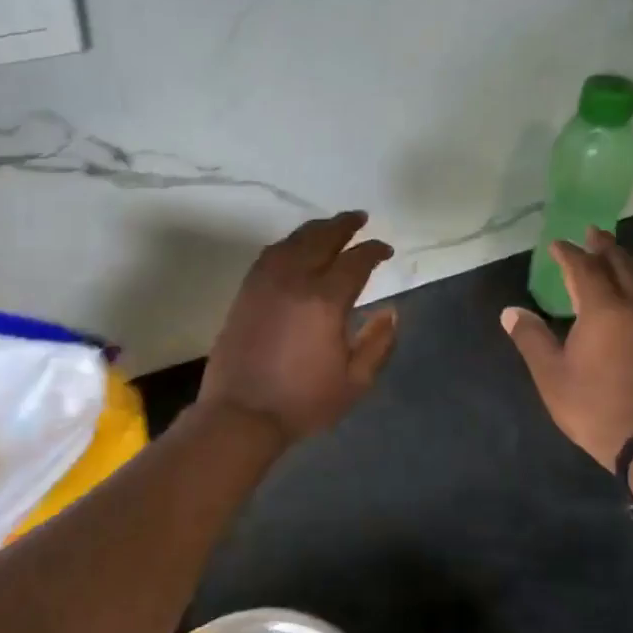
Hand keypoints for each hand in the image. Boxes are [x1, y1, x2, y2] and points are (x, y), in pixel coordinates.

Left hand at [199, 211, 399, 443]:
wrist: (241, 414)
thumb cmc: (302, 401)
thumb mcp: (355, 381)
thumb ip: (378, 343)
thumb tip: (391, 311)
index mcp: (325, 300)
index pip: (356, 261)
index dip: (374, 250)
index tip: (386, 250)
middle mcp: (294, 280)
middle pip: (322, 238)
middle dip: (344, 225)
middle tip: (359, 218)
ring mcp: (265, 282)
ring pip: (293, 241)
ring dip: (315, 229)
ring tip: (330, 228)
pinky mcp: (246, 291)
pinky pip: (270, 254)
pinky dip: (289, 243)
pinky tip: (295, 248)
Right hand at [501, 227, 632, 471]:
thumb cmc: (595, 406)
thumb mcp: (552, 375)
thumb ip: (531, 339)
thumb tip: (511, 311)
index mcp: (604, 310)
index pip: (585, 269)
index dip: (569, 254)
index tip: (557, 243)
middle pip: (623, 266)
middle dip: (606, 247)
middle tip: (594, 232)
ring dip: (627, 263)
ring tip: (615, 256)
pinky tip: (632, 298)